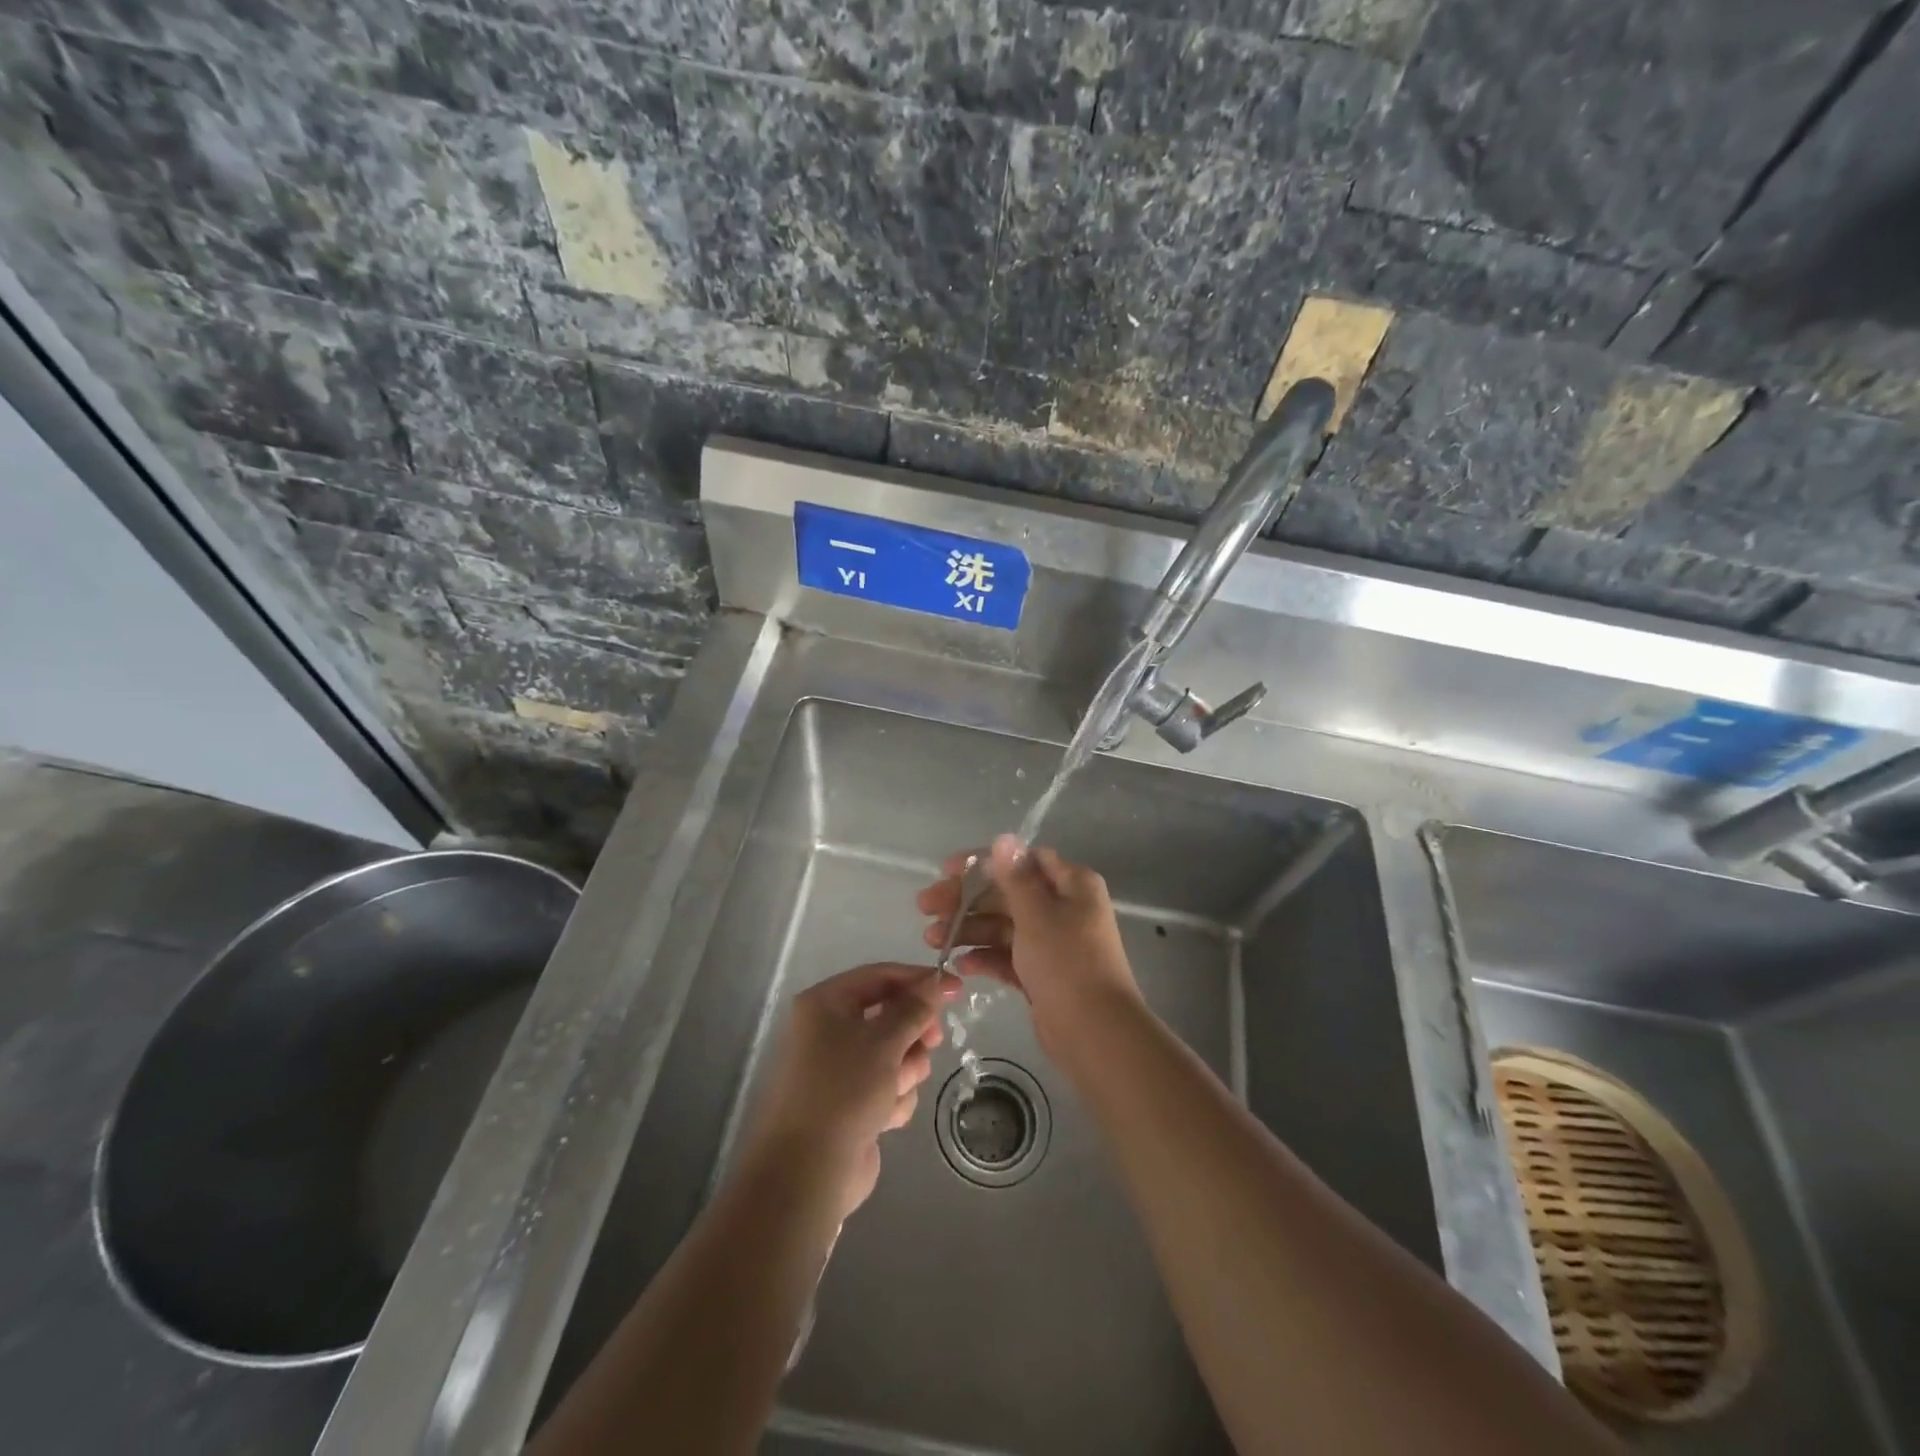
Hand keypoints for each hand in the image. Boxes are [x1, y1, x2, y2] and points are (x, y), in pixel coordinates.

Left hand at [743, 963, 951, 1221]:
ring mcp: (839, 1069)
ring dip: (904, 1070)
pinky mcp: (850, 1103)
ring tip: (895, 1090)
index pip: (879, 976)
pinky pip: (887, 1086)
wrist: (806, 1173)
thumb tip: (938, 980)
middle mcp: (828, 1030)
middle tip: (933, 1042)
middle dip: (912, 1033)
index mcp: (825, 1004)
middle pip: (889, 1015)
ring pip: (894, 1053)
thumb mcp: (884, 1041)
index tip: (955, 989)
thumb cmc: (843, 1090)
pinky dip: (893, 1099)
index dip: (919, 980)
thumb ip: (915, 1008)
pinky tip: (885, 1118)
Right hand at [916, 834, 1139, 1053]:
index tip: (947, 871)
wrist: (1096, 1034)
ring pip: (1003, 926)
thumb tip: (1004, 838)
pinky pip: (1008, 957)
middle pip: (1007, 894)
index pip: (1022, 861)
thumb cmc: (1067, 963)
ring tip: (933, 941)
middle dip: (966, 900)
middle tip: (925, 907)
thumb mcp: (1037, 914)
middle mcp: (1064, 908)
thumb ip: (1015, 877)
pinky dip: (985, 957)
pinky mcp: (1042, 974)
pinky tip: (958, 965)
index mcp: (1072, 884)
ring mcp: (1052, 943)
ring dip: (969, 929)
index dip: (983, 863)